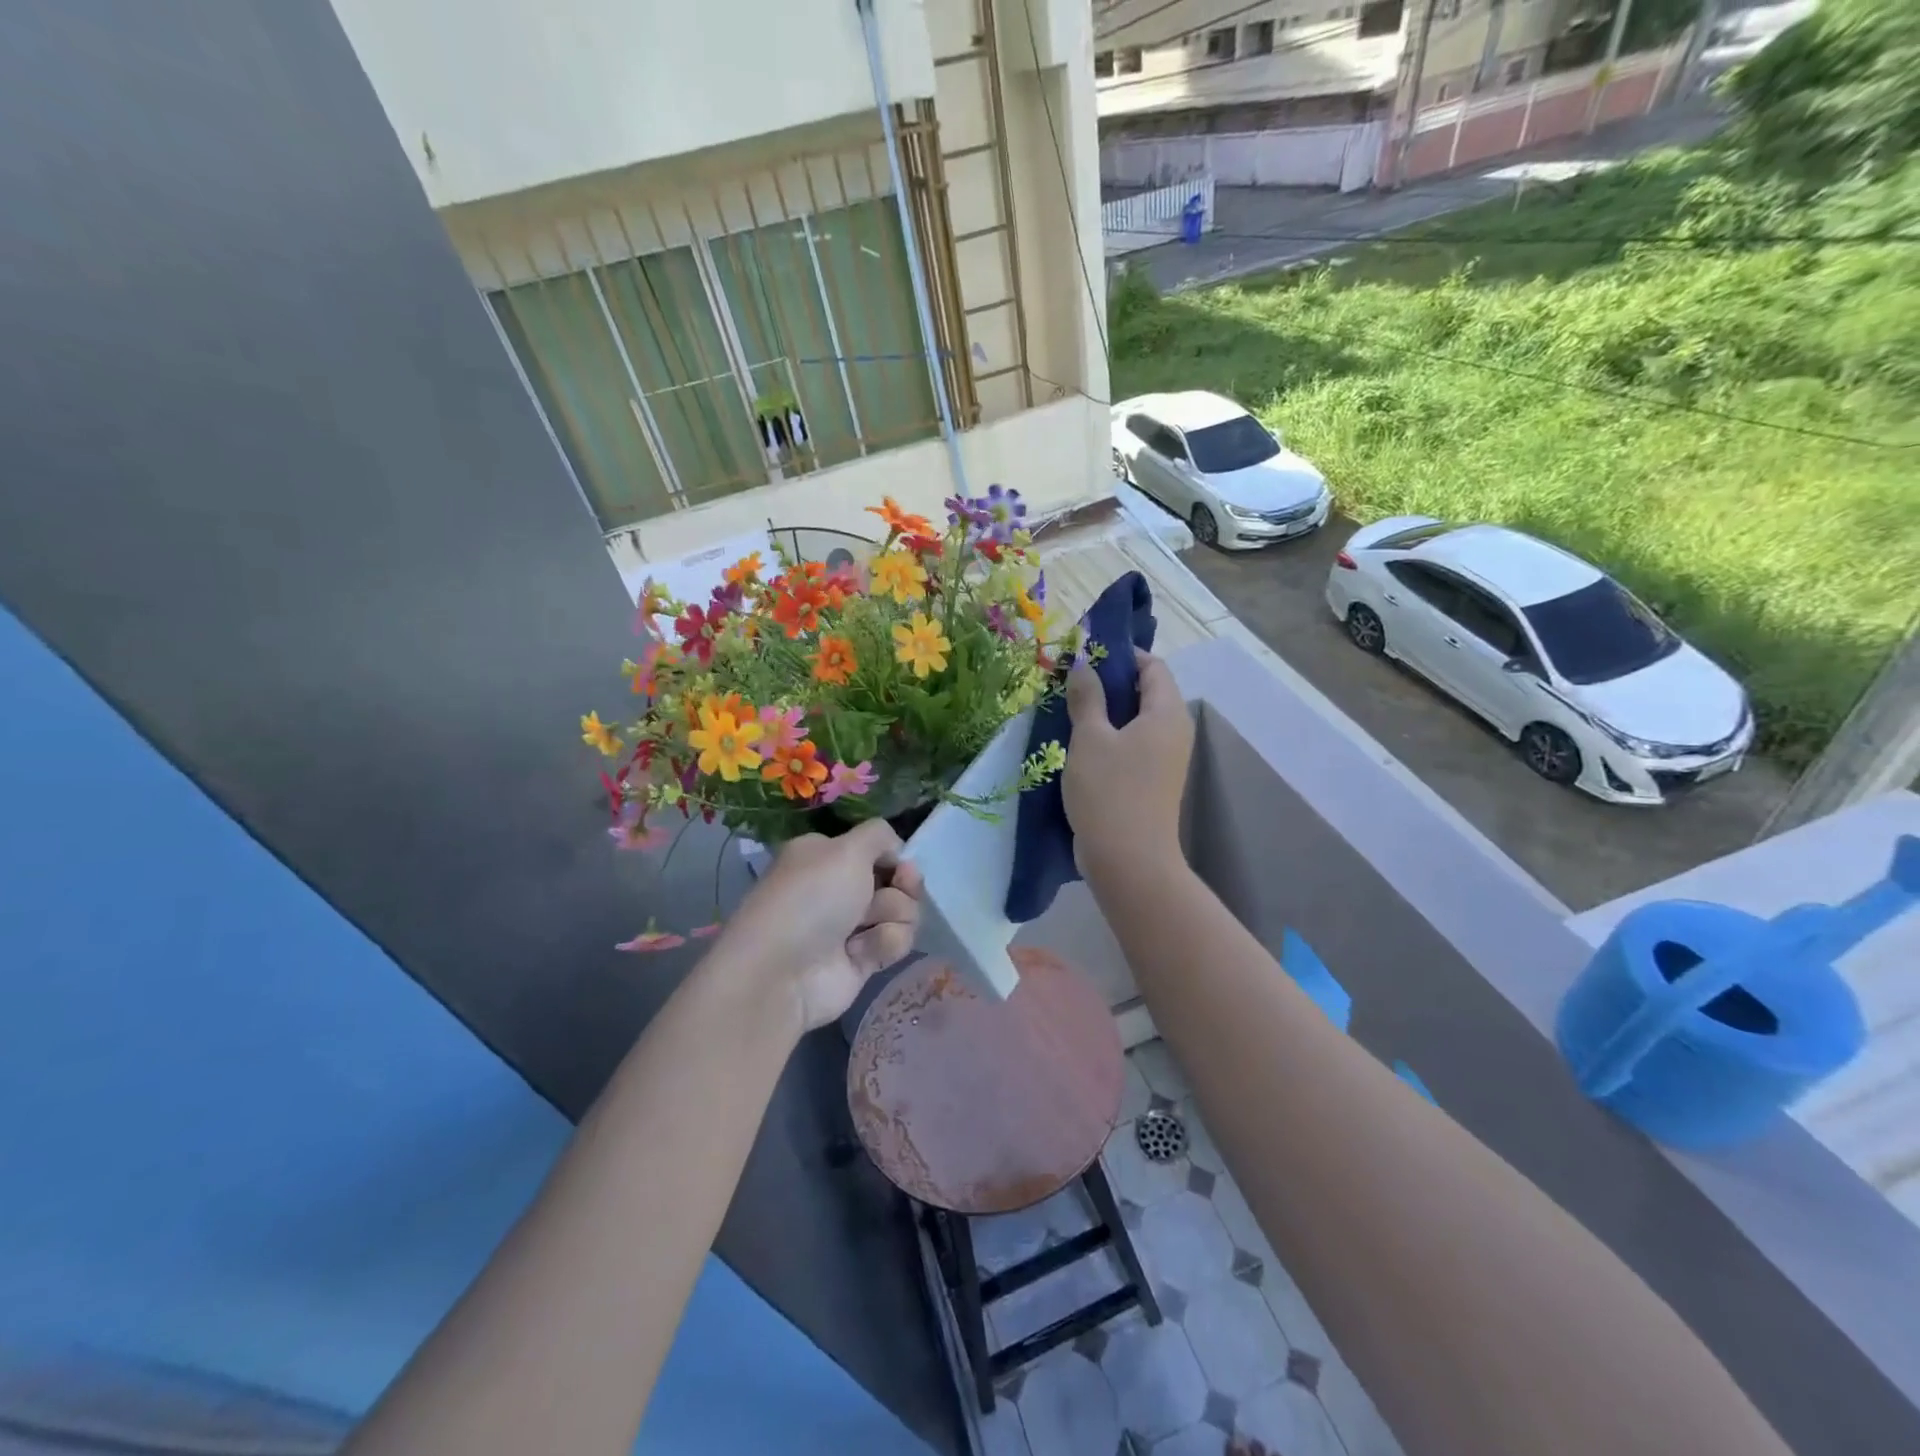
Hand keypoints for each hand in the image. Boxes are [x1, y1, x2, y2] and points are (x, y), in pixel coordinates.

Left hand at [712, 819, 922, 1034]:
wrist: (783, 971)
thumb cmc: (813, 898)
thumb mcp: (846, 848)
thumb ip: (878, 835)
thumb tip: (895, 849)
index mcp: (826, 856)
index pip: (877, 850)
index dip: (896, 857)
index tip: (902, 866)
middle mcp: (838, 887)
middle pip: (896, 881)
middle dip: (902, 887)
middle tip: (896, 890)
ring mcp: (850, 925)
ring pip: (902, 911)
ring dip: (893, 916)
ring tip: (865, 927)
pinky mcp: (861, 959)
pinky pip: (895, 942)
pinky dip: (884, 944)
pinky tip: (858, 952)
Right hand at [1063, 647, 1192, 874]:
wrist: (1128, 861)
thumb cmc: (1110, 792)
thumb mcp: (1090, 738)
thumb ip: (1087, 697)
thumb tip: (1083, 664)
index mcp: (1166, 713)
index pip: (1153, 667)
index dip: (1122, 655)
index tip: (1086, 653)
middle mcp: (1174, 731)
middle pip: (1146, 692)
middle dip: (1109, 682)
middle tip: (1070, 680)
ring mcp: (1165, 759)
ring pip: (1136, 721)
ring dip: (1105, 711)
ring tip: (1069, 708)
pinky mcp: (1151, 781)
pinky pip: (1132, 744)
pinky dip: (1109, 736)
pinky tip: (1078, 741)